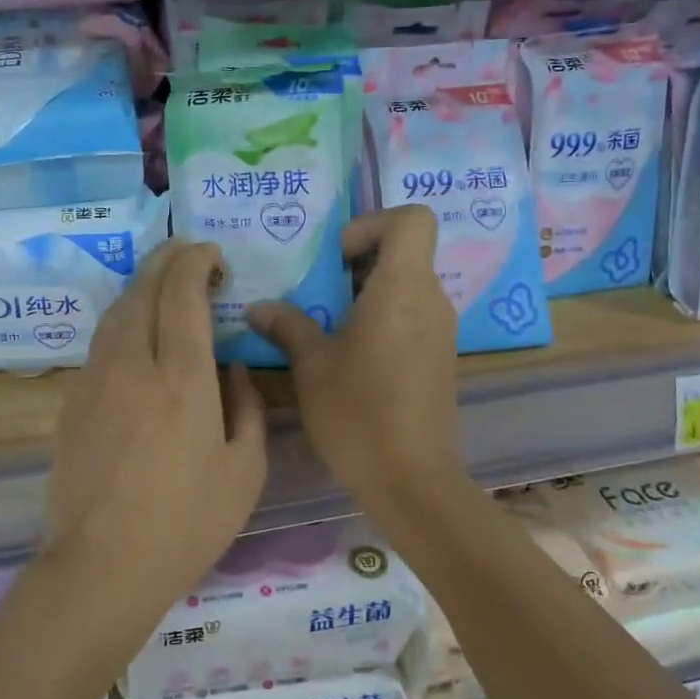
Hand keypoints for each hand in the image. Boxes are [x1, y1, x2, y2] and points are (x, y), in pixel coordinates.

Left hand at [43, 241, 268, 609]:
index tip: (213, 255)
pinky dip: (123, 321)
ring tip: (164, 289)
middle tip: (190, 255)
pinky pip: (101, 343)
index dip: (196, 261)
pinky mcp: (72, 401)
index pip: (182, 292)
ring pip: (116, 310)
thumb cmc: (186, 524)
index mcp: (181, 377)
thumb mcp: (245, 471)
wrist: (102, 567)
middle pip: (143, 288)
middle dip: (167, 259)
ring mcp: (95, 380)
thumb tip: (231, 369)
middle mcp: (133, 364)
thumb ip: (247, 408)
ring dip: (142, 287)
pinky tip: (137, 338)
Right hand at [247, 206, 464, 507]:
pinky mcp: (439, 358)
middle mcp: (431, 300)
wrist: (411, 479)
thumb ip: (287, 325)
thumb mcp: (311, 365)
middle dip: (359, 261)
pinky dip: (382, 319)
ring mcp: (441, 330)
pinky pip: (411, 316)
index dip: (373, 224)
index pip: (413, 219)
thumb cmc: (357, 412)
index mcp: (403, 288)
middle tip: (320, 292)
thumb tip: (258, 307)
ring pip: (407, 286)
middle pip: (405, 251)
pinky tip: (350, 355)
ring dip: (367, 293)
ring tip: (327, 325)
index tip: (338, 259)